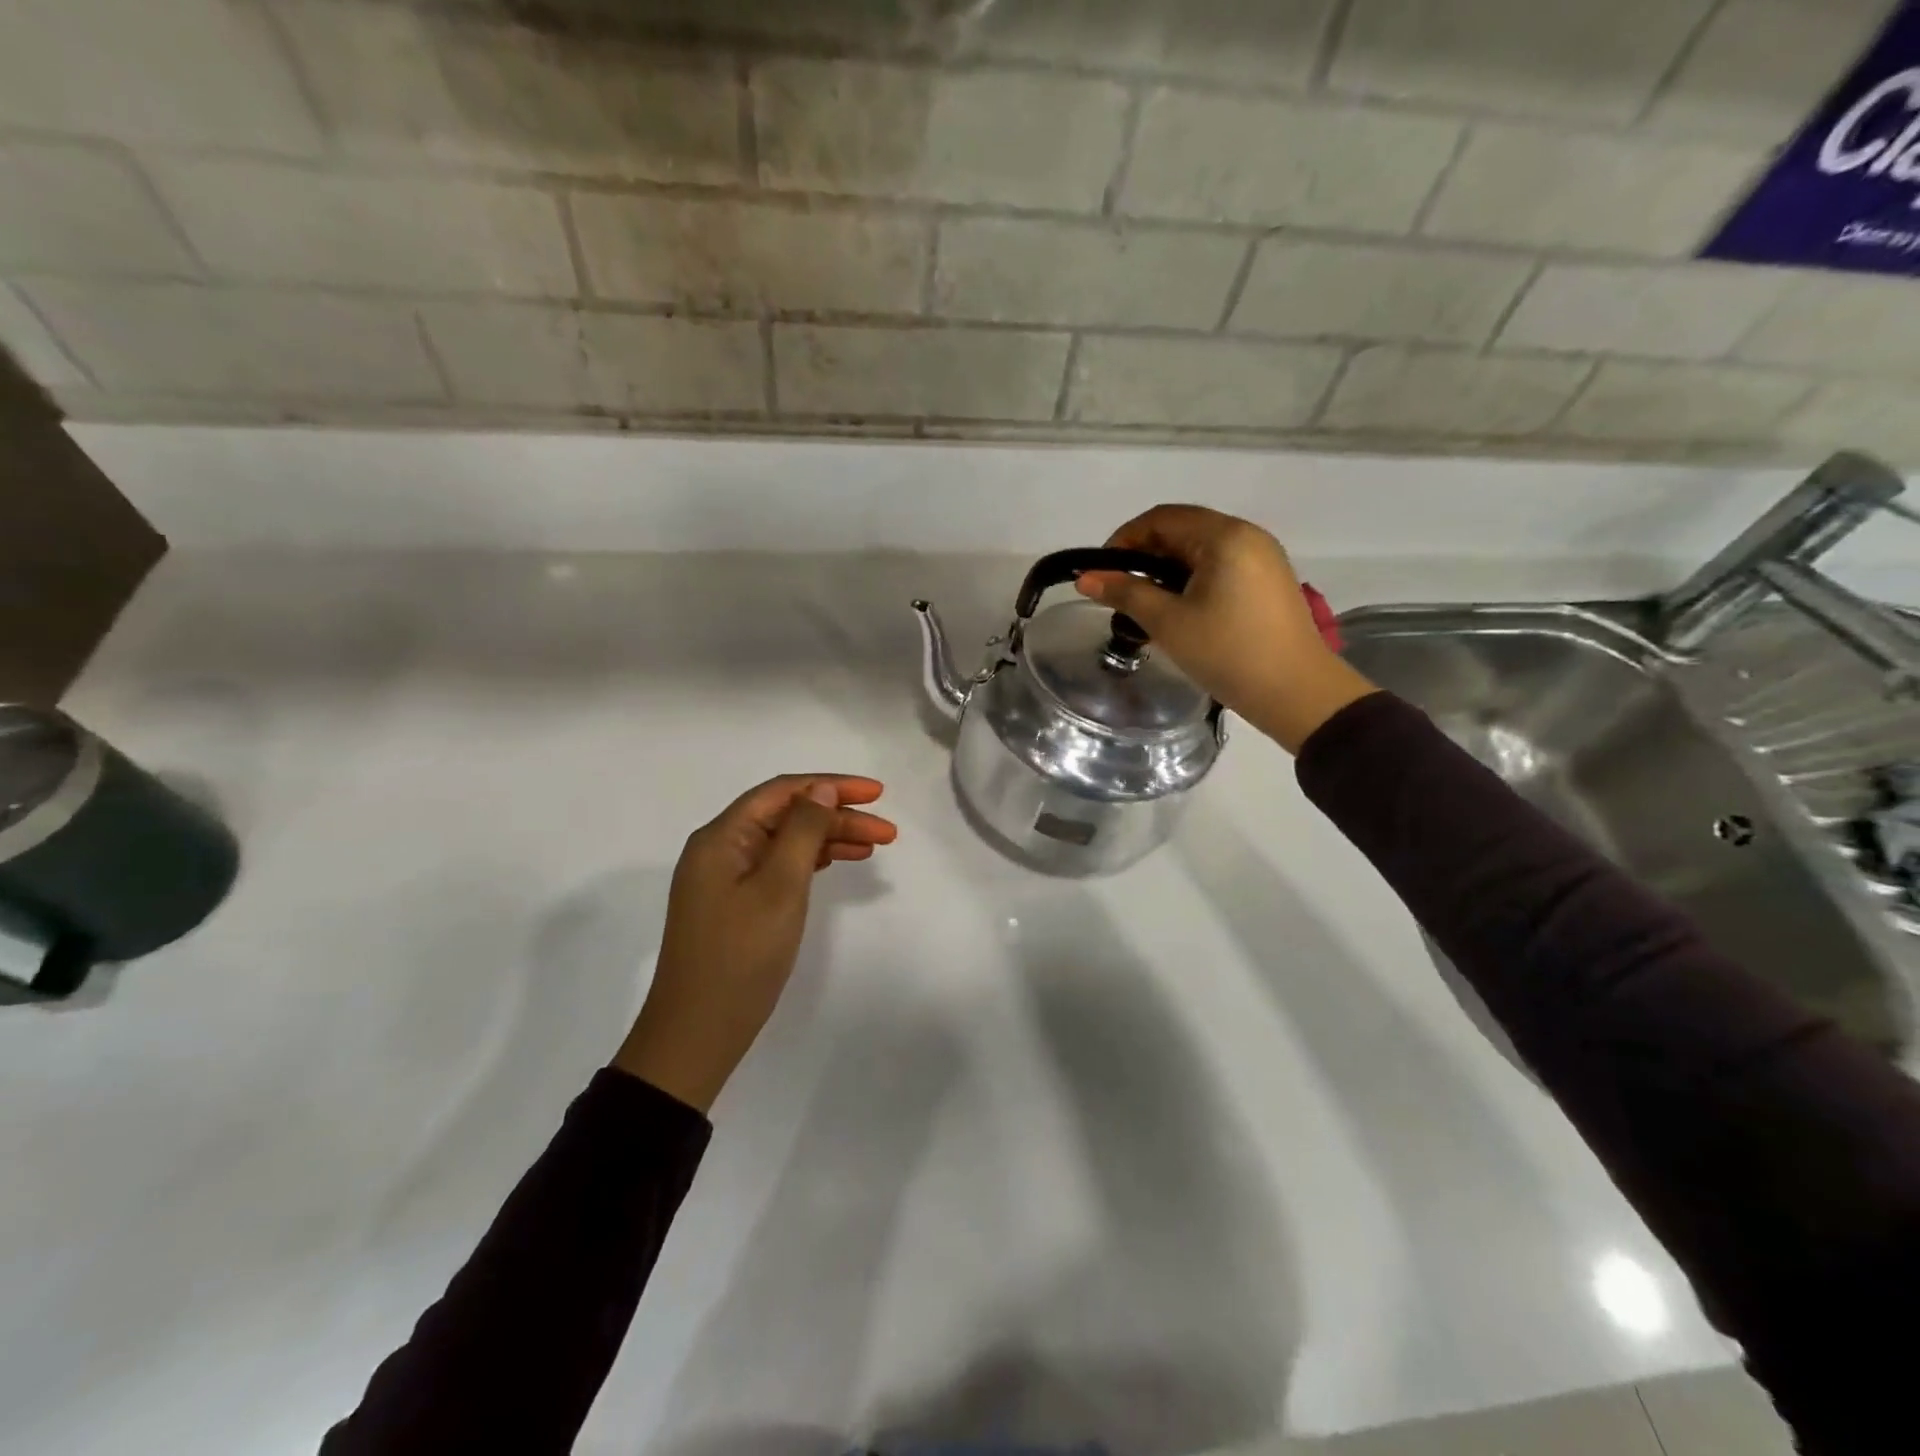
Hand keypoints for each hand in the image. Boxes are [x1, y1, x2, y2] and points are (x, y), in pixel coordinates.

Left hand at [613, 775, 896, 1112]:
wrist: (696, 1034)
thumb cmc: (741, 956)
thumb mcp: (779, 888)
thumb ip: (803, 832)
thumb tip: (820, 788)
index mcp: (721, 837)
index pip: (783, 791)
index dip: (832, 785)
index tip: (877, 793)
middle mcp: (719, 849)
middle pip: (786, 816)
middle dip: (837, 816)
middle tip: (887, 832)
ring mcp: (724, 879)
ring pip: (785, 842)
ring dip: (828, 839)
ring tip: (873, 846)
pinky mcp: (733, 904)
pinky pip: (777, 867)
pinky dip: (810, 862)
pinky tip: (837, 862)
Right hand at [1075, 504, 1377, 752]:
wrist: (1297, 693)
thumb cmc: (1228, 653)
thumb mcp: (1169, 623)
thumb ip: (1125, 594)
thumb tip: (1084, 577)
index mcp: (1224, 536)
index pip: (1161, 518)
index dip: (1124, 540)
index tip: (1102, 573)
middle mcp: (1246, 535)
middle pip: (1182, 530)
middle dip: (1144, 557)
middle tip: (1120, 593)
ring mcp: (1262, 557)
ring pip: (1200, 551)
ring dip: (1166, 571)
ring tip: (1145, 607)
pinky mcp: (1268, 580)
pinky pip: (1220, 567)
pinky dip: (1191, 581)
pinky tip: (1178, 612)